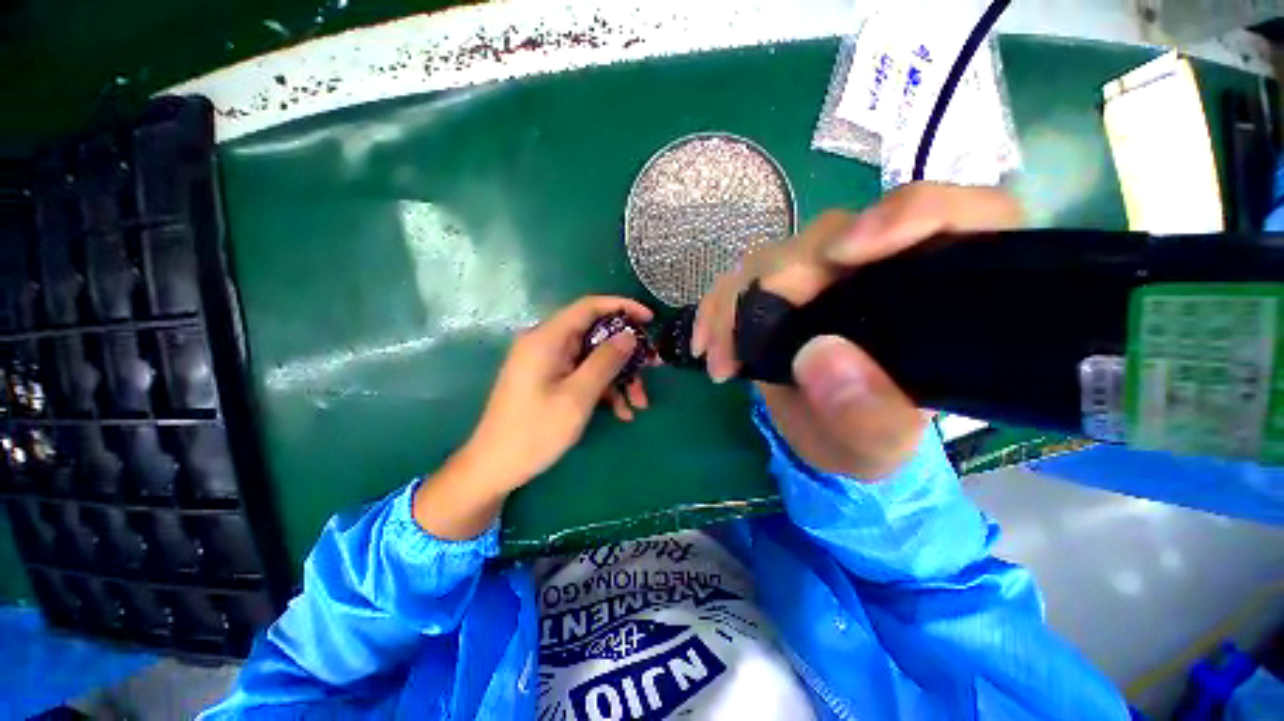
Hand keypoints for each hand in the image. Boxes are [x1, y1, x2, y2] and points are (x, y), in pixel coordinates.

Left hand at [414, 296, 654, 538]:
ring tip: (639, 404)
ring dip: (618, 378)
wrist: (494, 467)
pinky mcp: (549, 379)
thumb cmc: (534, 432)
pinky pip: (582, 374)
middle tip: (652, 368)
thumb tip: (630, 335)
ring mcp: (547, 363)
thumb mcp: (577, 397)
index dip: (622, 307)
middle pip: (595, 335)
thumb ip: (605, 362)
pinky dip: (603, 389)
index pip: (589, 306)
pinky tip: (620, 412)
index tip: (650, 319)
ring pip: (593, 358)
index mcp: (547, 339)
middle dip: (626, 353)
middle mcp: (546, 344)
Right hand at [692, 183, 1022, 478]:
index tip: (846, 253)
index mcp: (939, 294)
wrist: (829, 434)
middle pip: (834, 236)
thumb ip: (869, 415)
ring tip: (719, 359)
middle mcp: (881, 267)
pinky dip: (718, 306)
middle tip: (739, 350)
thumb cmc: (869, 439)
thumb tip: (819, 353)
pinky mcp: (783, 286)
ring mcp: (824, 273)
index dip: (907, 216)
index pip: (959, 215)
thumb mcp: (879, 445)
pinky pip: (742, 277)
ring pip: (778, 255)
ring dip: (735, 302)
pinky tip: (707, 343)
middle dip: (777, 285)